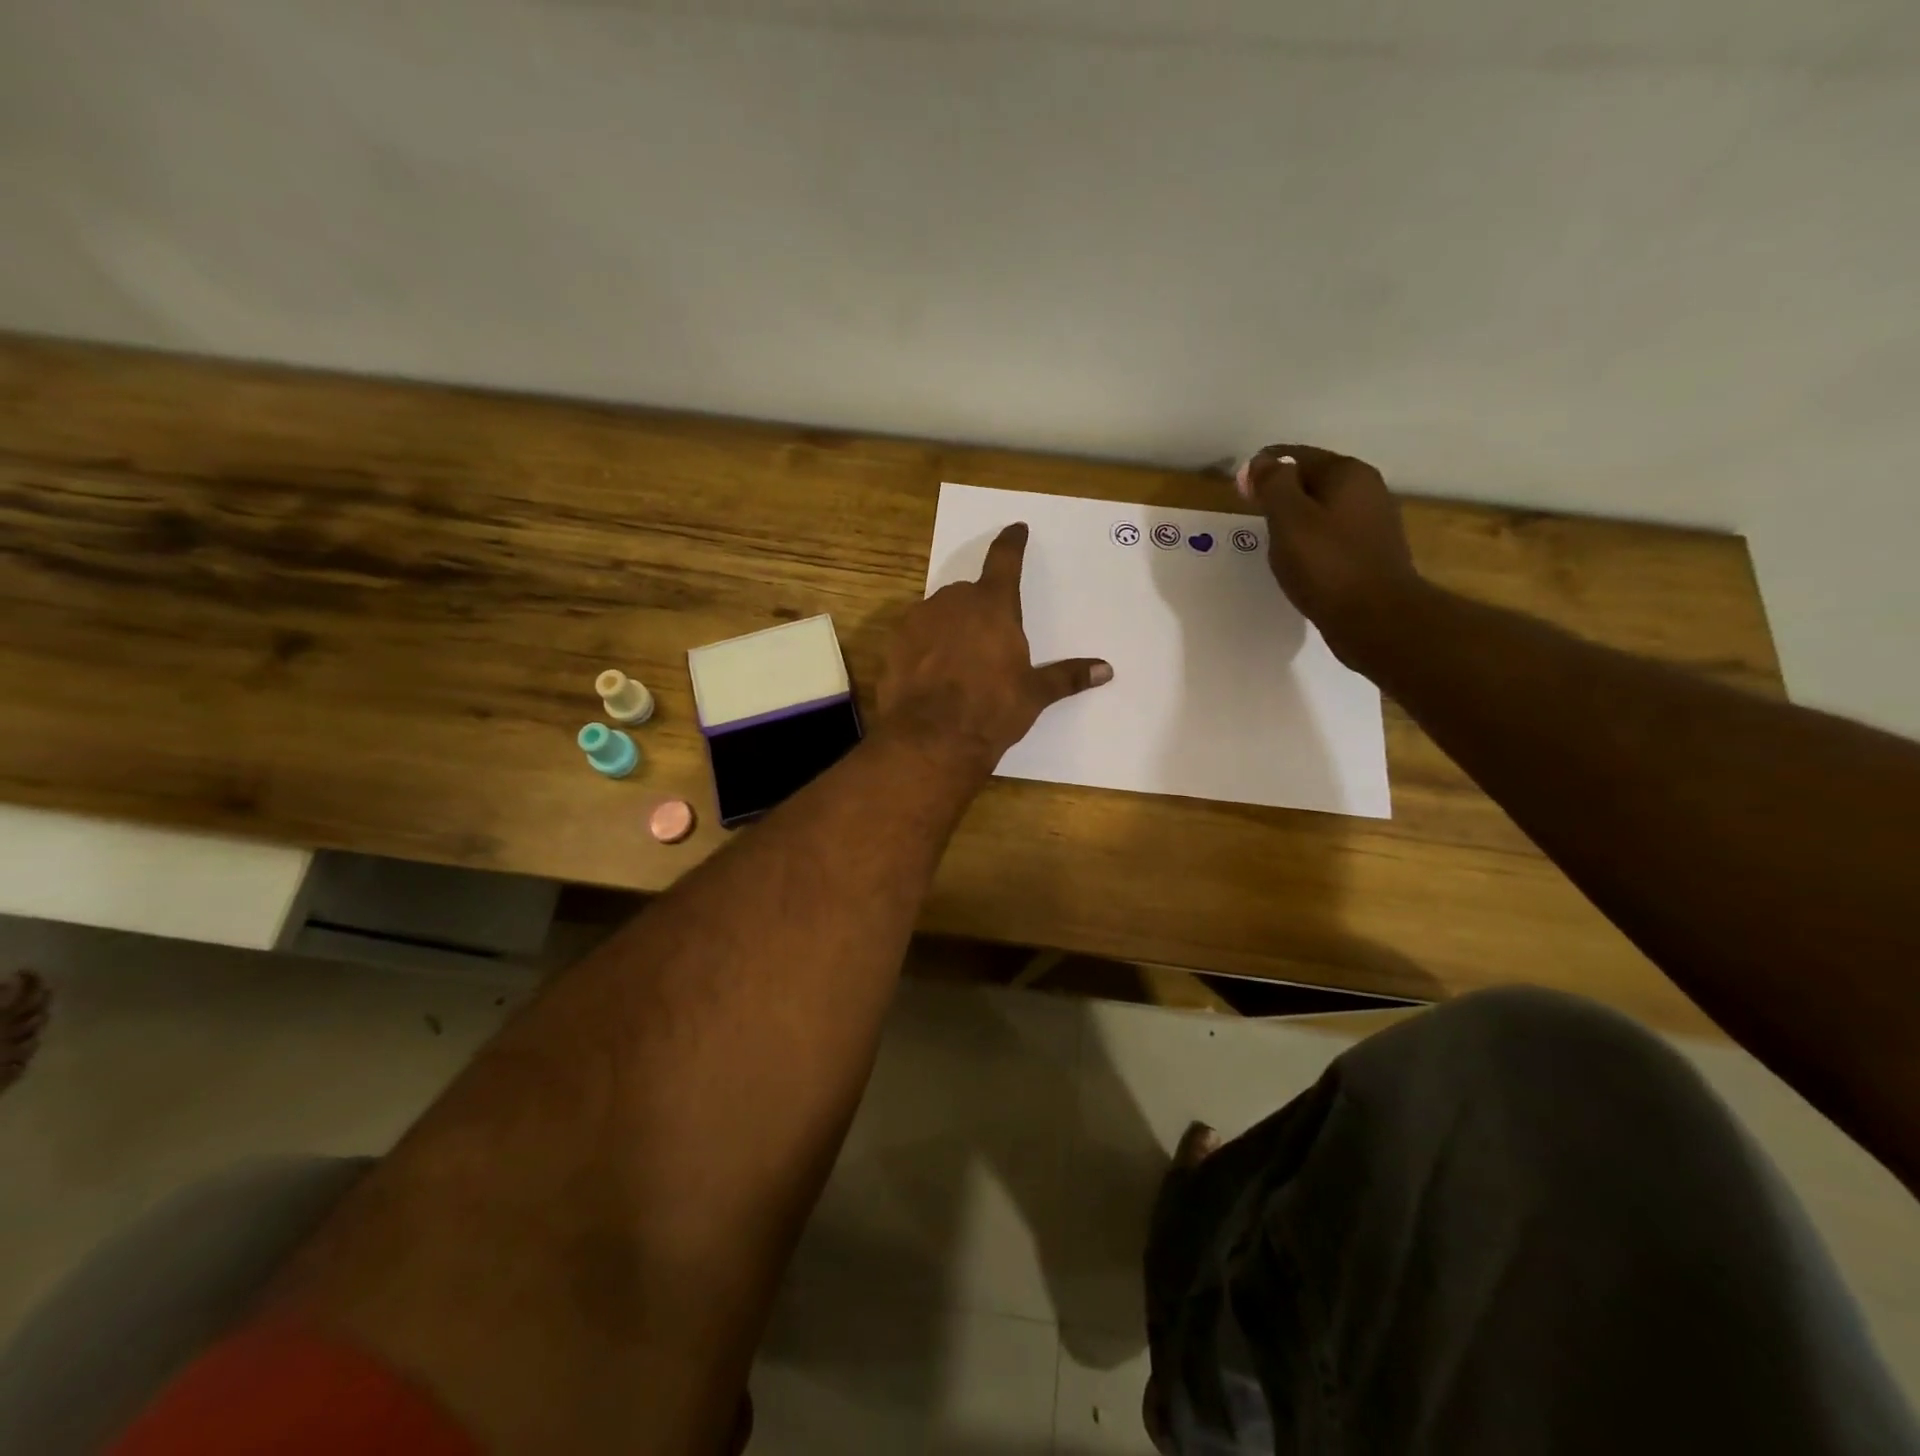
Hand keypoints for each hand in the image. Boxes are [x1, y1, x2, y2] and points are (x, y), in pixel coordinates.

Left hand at [877, 522, 1112, 773]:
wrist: (931, 738)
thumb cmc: (991, 710)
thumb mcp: (1034, 694)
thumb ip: (1067, 676)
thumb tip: (1107, 670)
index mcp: (993, 605)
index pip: (1005, 561)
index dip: (1012, 543)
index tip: (1016, 529)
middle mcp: (954, 602)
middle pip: (970, 593)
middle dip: (980, 610)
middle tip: (989, 644)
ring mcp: (919, 619)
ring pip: (940, 613)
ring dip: (950, 628)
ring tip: (959, 665)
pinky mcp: (894, 642)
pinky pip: (916, 635)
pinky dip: (925, 646)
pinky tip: (931, 673)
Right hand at [1238, 444, 1424, 670]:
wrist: (1376, 619)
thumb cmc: (1327, 566)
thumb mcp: (1289, 520)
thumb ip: (1273, 485)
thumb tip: (1260, 461)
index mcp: (1346, 473)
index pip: (1295, 456)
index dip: (1263, 469)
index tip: (1239, 492)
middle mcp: (1366, 488)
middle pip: (1312, 479)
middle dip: (1281, 492)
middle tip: (1252, 515)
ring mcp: (1373, 521)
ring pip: (1323, 508)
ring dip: (1296, 518)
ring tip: (1272, 540)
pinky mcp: (1372, 551)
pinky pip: (1333, 534)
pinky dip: (1312, 540)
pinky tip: (1299, 560)